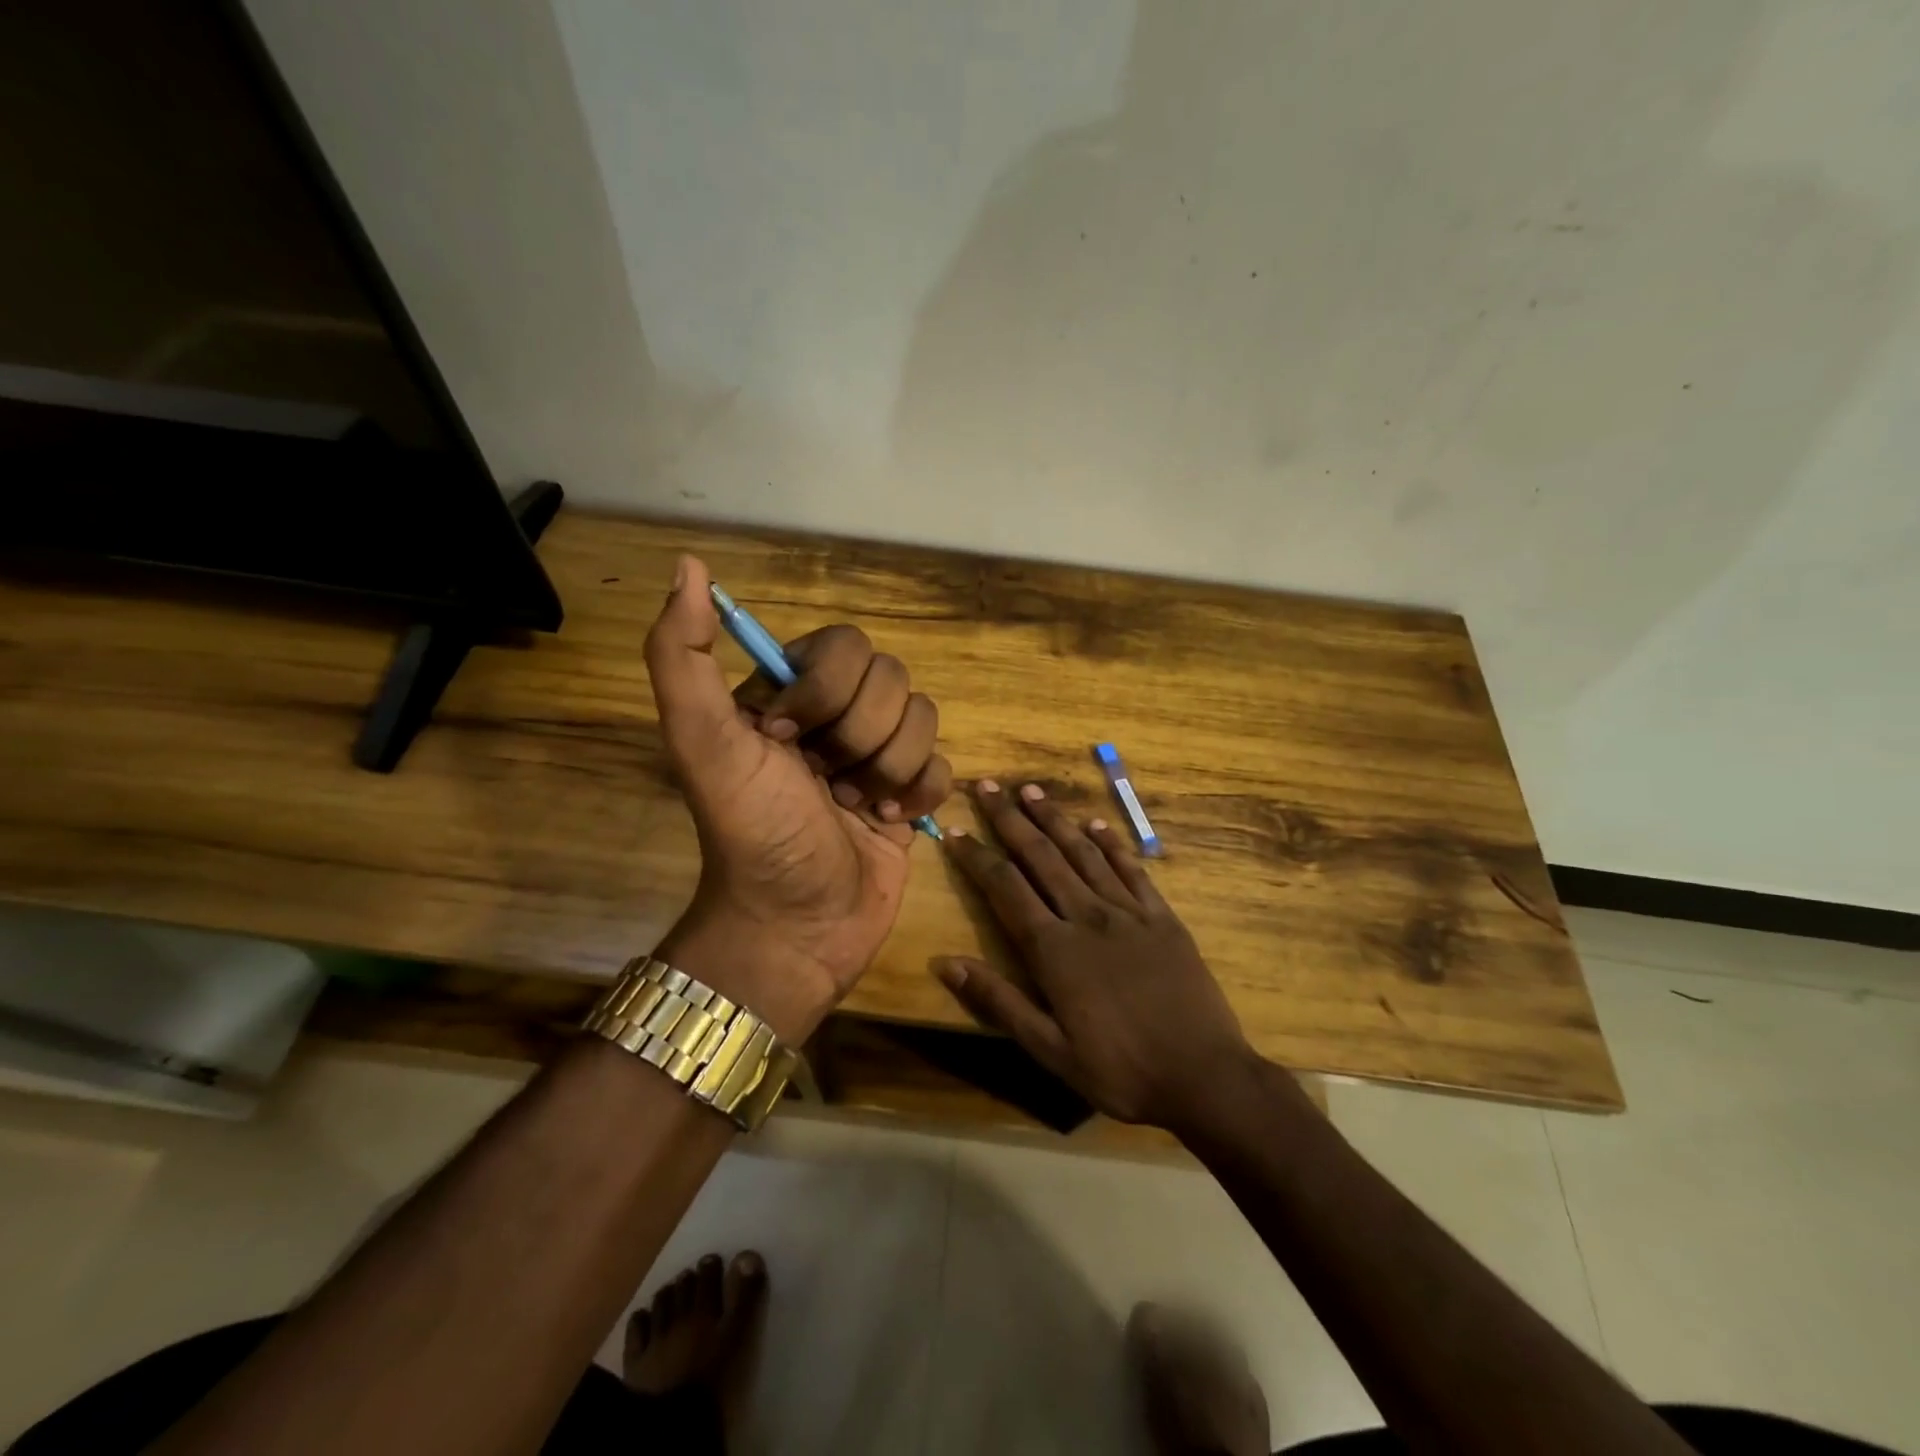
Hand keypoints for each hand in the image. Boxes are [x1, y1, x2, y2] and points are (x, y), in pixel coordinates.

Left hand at [644, 556, 951, 1042]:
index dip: (827, 693)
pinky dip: (918, 794)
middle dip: (859, 740)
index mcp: (790, 691)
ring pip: (924, 718)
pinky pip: (944, 763)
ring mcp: (878, 752)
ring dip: (888, 771)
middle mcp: (836, 714)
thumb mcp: (702, 742)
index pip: (846, 645)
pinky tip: (888, 822)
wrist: (796, 927)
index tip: (786, 744)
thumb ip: (681, 655)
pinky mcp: (911, 791)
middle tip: (824, 784)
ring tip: (854, 808)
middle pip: (893, 679)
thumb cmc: (751, 833)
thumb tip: (690, 566)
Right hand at [936, 780, 1256, 1130]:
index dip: (977, 857)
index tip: (955, 830)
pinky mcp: (1162, 917)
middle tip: (987, 786)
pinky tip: (1095, 824)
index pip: (1005, 888)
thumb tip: (944, 963)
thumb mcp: (1049, 1050)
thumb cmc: (1120, 1070)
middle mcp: (1087, 916)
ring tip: (1031, 790)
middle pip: (1041, 856)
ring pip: (1083, 853)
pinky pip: (1132, 869)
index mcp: (1055, 949)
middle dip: (1010, 819)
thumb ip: (998, 1001)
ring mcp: (1129, 912)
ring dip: (1054, 819)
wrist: (1205, 1076)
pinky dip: (1111, 843)